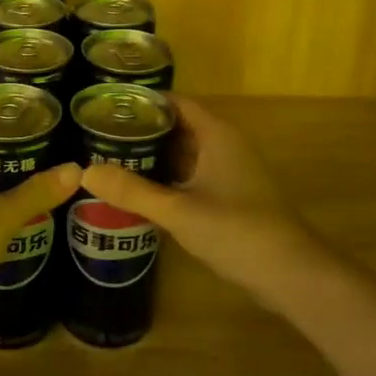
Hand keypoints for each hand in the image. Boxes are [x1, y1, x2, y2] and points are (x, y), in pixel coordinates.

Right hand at [80, 96, 332, 306]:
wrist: (291, 274)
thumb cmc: (237, 231)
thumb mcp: (178, 211)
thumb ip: (132, 191)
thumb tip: (84, 172)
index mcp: (217, 135)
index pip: (175, 102)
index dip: (143, 101)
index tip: (106, 105)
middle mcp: (224, 146)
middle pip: (178, 126)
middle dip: (142, 129)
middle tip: (98, 134)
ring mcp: (230, 172)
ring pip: (185, 154)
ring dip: (153, 155)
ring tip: (110, 158)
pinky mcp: (231, 197)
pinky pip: (192, 176)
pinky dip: (167, 177)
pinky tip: (140, 190)